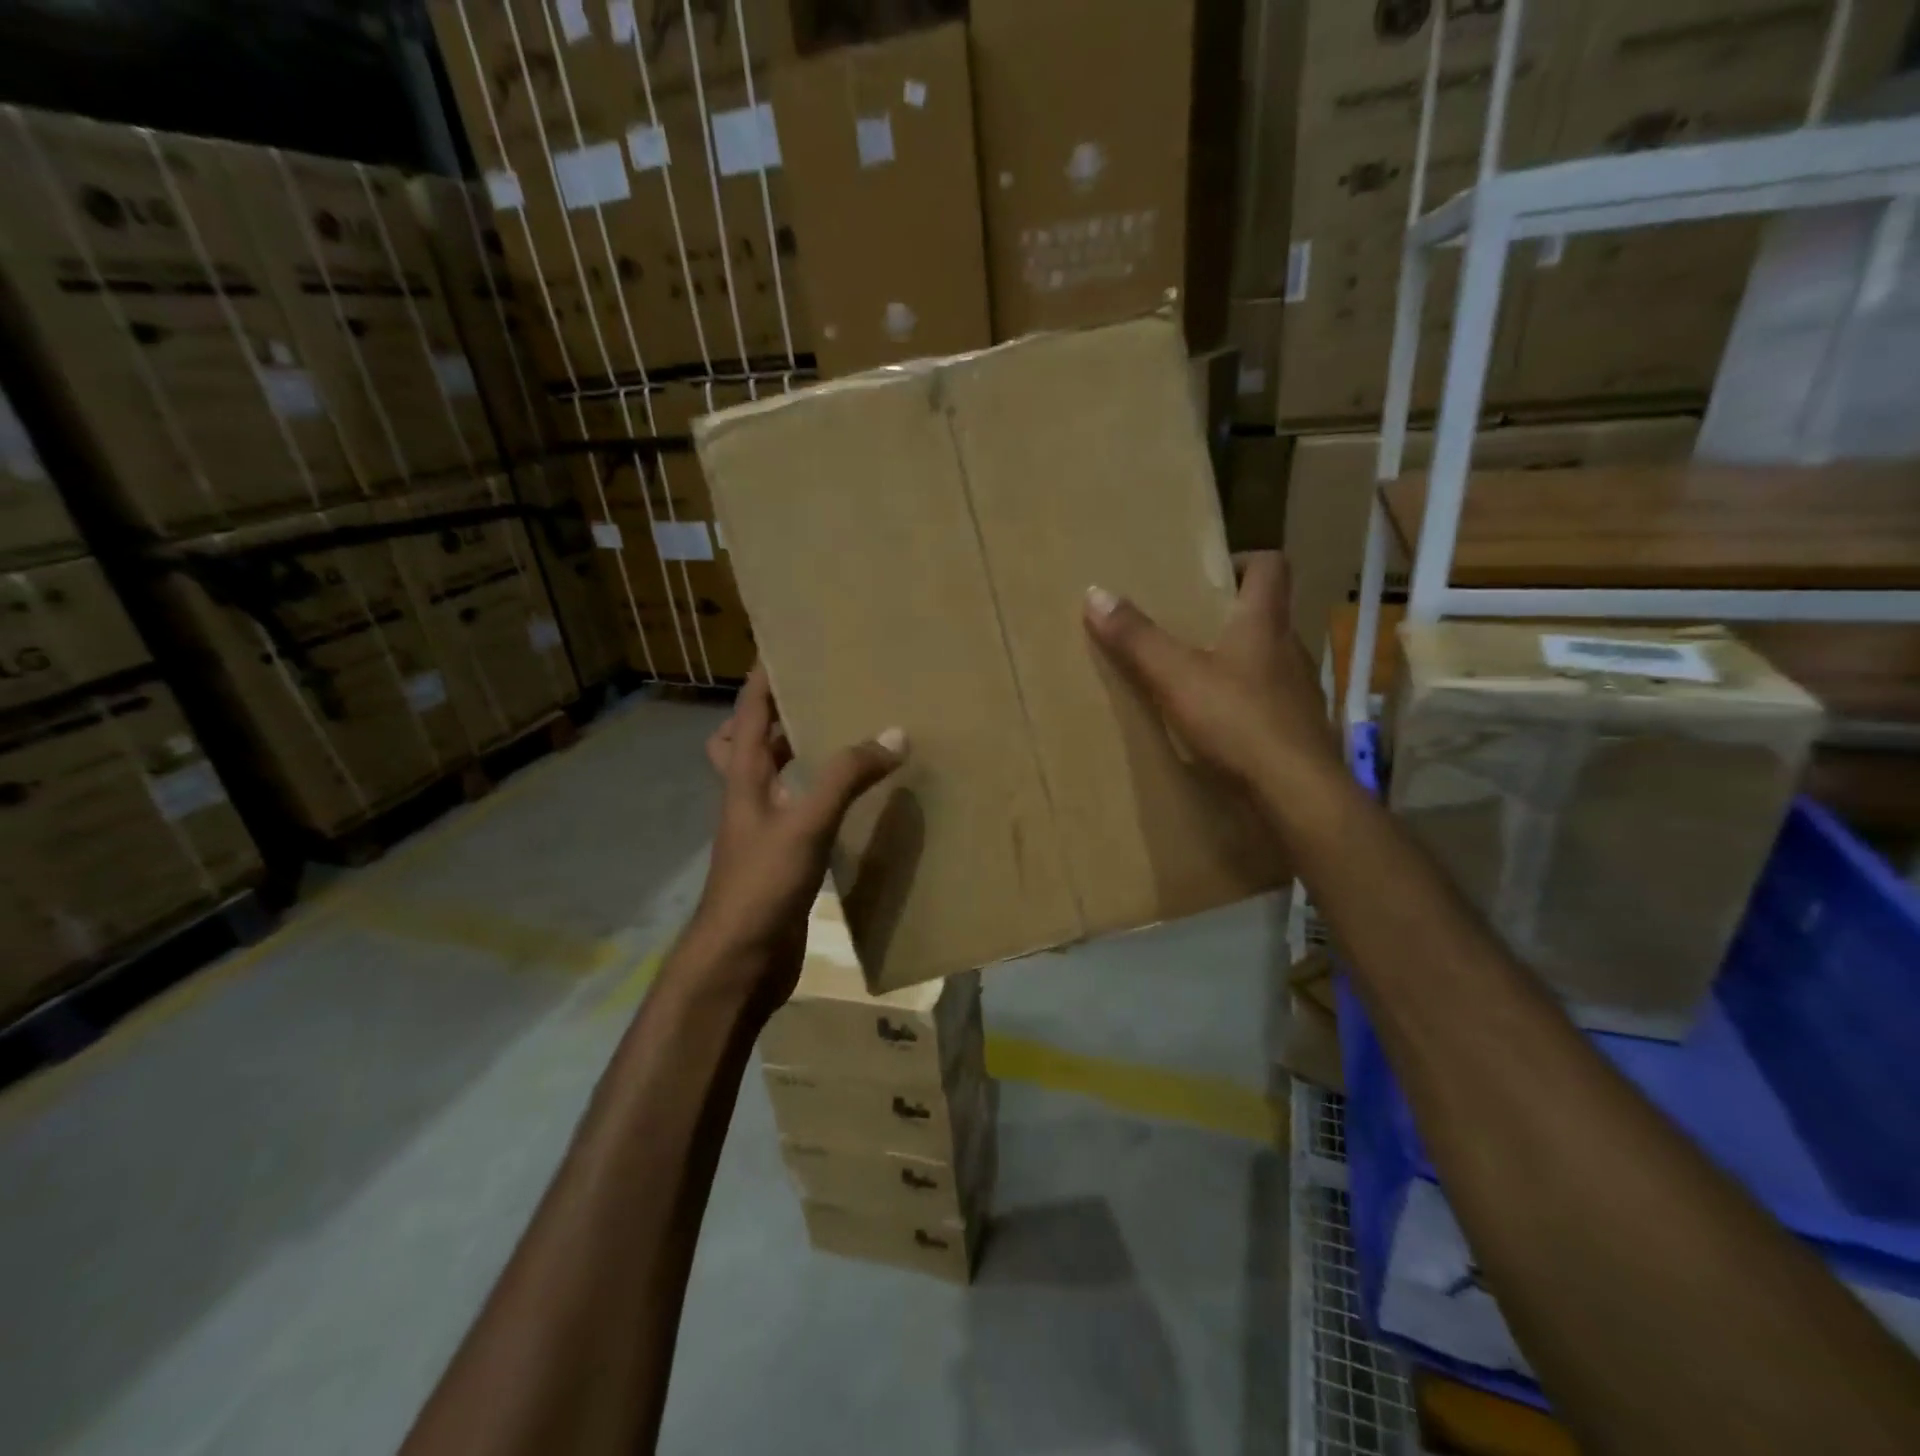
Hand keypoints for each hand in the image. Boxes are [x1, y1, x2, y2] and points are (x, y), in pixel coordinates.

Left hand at [680, 666, 904, 1013]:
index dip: (761, 679)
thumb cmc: (762, 885)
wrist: (739, 963)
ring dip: (801, 756)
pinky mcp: (783, 859)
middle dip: (776, 716)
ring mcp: (764, 831)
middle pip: (750, 744)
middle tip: (818, 695)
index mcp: (745, 779)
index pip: (748, 714)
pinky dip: (822, 798)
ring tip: (845, 738)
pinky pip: (801, 813)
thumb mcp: (805, 824)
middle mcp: (750, 798)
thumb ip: (846, 778)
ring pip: (777, 779)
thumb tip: (894, 734)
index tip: (782, 646)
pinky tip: (855, 801)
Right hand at [1083, 551, 1340, 790]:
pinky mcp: (1299, 729)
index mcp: (1264, 623)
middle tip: (1188, 627)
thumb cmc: (1237, 721)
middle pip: (1267, 614)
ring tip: (1197, 678)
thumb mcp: (1175, 677)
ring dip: (1238, 662)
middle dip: (1230, 615)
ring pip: (1269, 660)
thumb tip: (1095, 593)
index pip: (1270, 567)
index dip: (1243, 560)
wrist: (1296, 792)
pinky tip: (1219, 725)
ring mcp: (1299, 692)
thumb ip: (1136, 638)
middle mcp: (1290, 650)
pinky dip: (1246, 704)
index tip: (1210, 573)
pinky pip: (1270, 702)